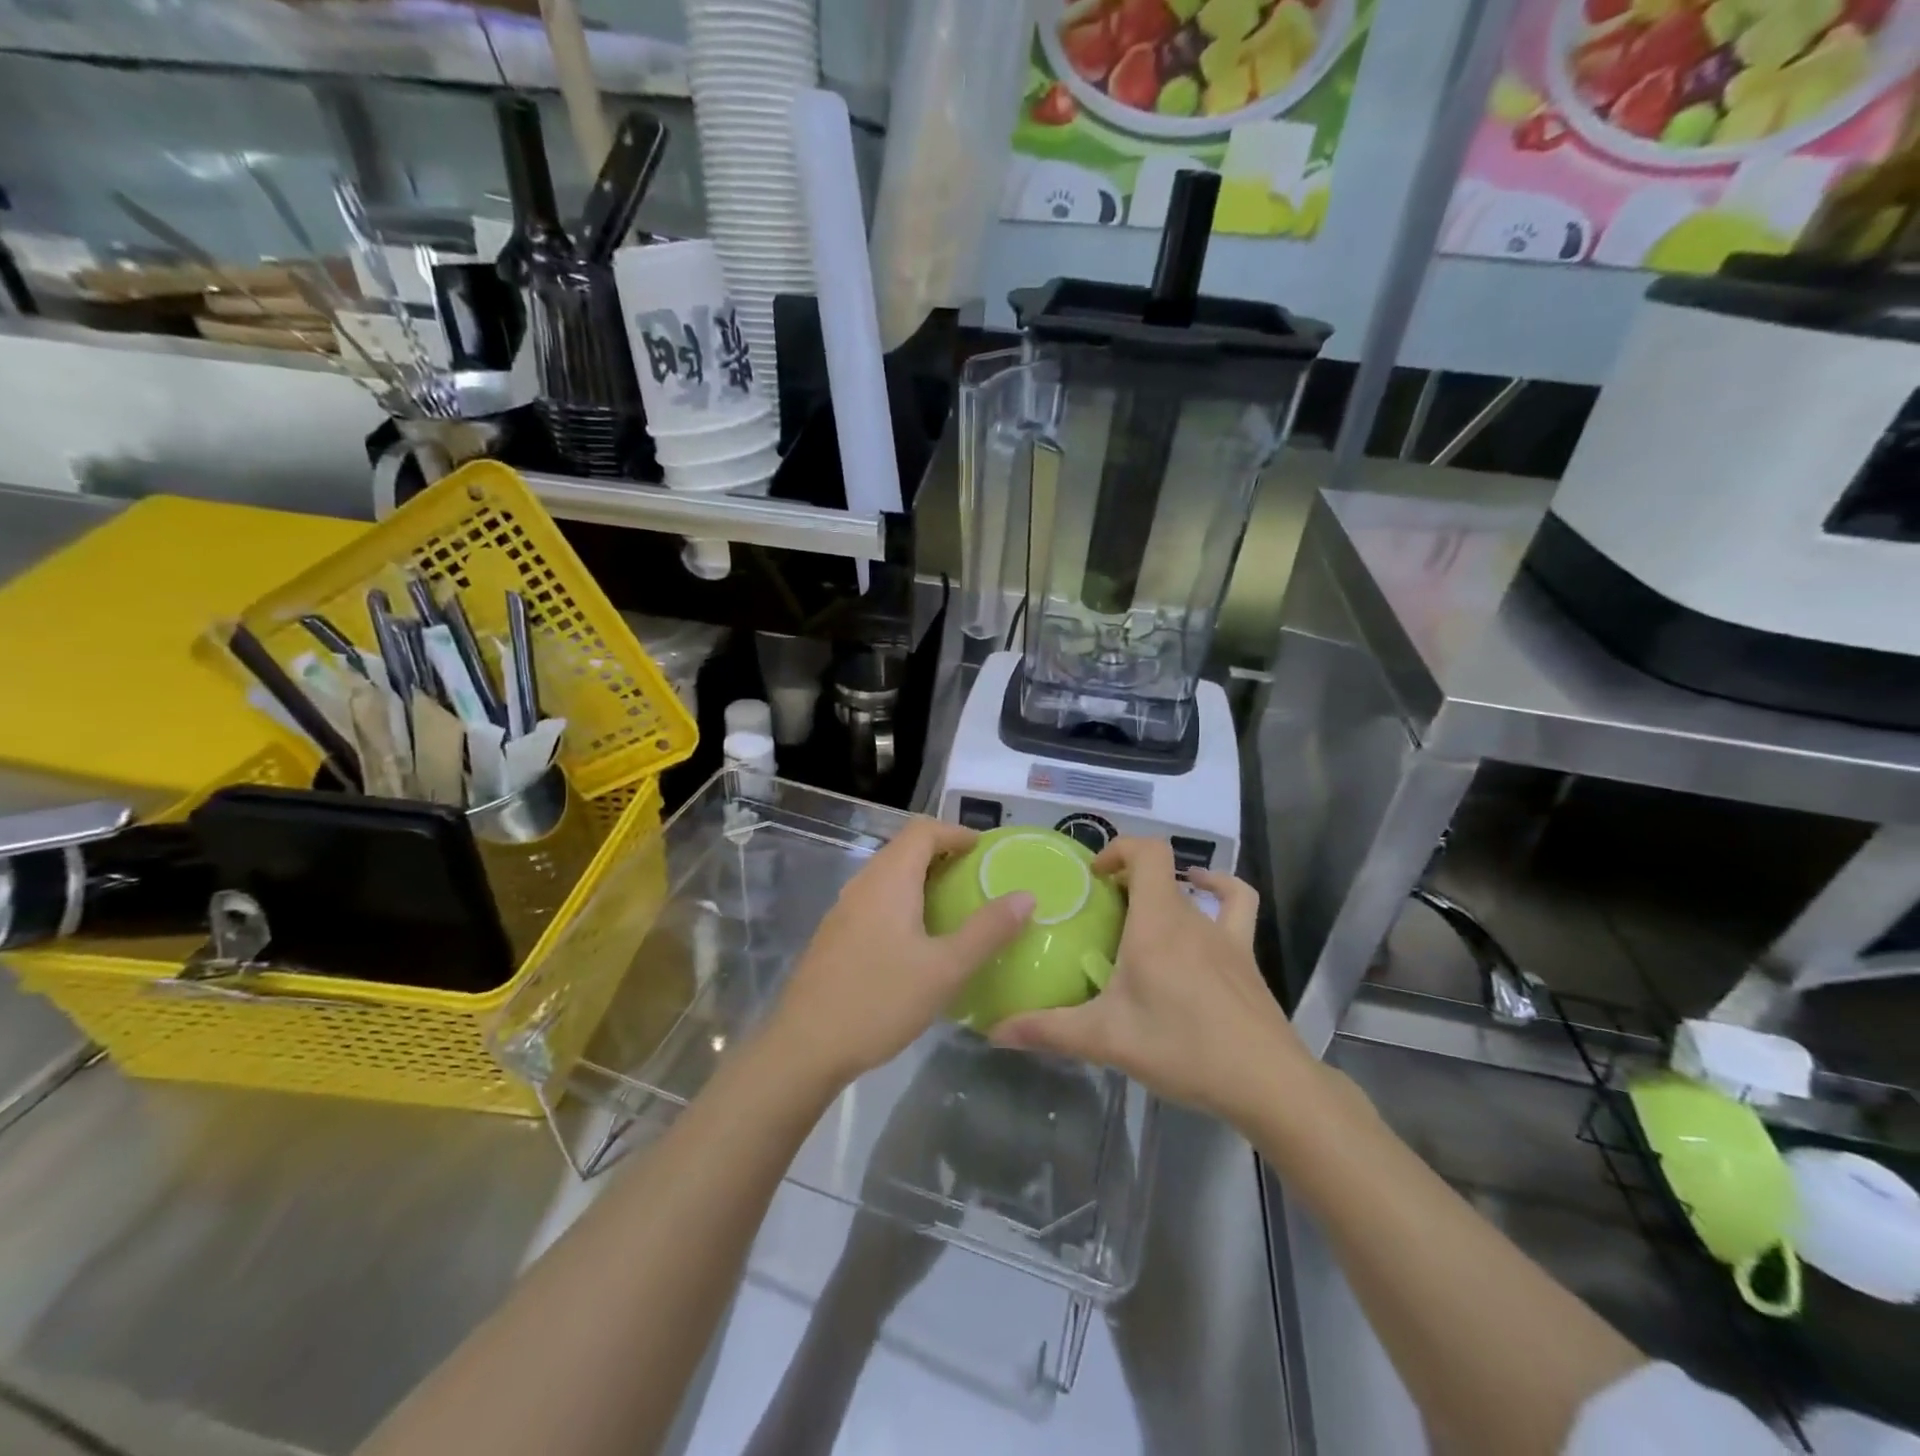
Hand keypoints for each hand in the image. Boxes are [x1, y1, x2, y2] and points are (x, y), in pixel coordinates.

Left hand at [765, 819, 1033, 1090]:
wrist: (806, 1046)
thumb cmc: (880, 1000)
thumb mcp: (946, 969)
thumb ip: (988, 931)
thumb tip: (1025, 895)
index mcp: (889, 880)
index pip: (923, 831)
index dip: (957, 832)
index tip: (987, 852)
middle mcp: (863, 884)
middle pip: (905, 848)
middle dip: (943, 854)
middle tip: (978, 879)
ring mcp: (844, 909)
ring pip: (889, 875)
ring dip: (922, 879)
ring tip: (955, 907)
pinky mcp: (836, 935)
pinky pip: (876, 899)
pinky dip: (904, 901)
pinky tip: (919, 939)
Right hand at [990, 838, 1308, 1122]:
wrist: (1267, 1083)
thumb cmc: (1183, 1048)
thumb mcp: (1107, 1040)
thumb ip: (1048, 1031)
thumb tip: (993, 1030)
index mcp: (1156, 924)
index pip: (1147, 852)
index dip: (1118, 848)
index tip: (1092, 877)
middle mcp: (1191, 918)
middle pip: (1160, 874)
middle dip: (1126, 882)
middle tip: (1100, 913)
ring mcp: (1224, 935)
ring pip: (1190, 891)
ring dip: (1164, 891)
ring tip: (1139, 913)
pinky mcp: (1245, 957)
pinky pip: (1236, 906)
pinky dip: (1219, 890)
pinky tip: (1203, 901)